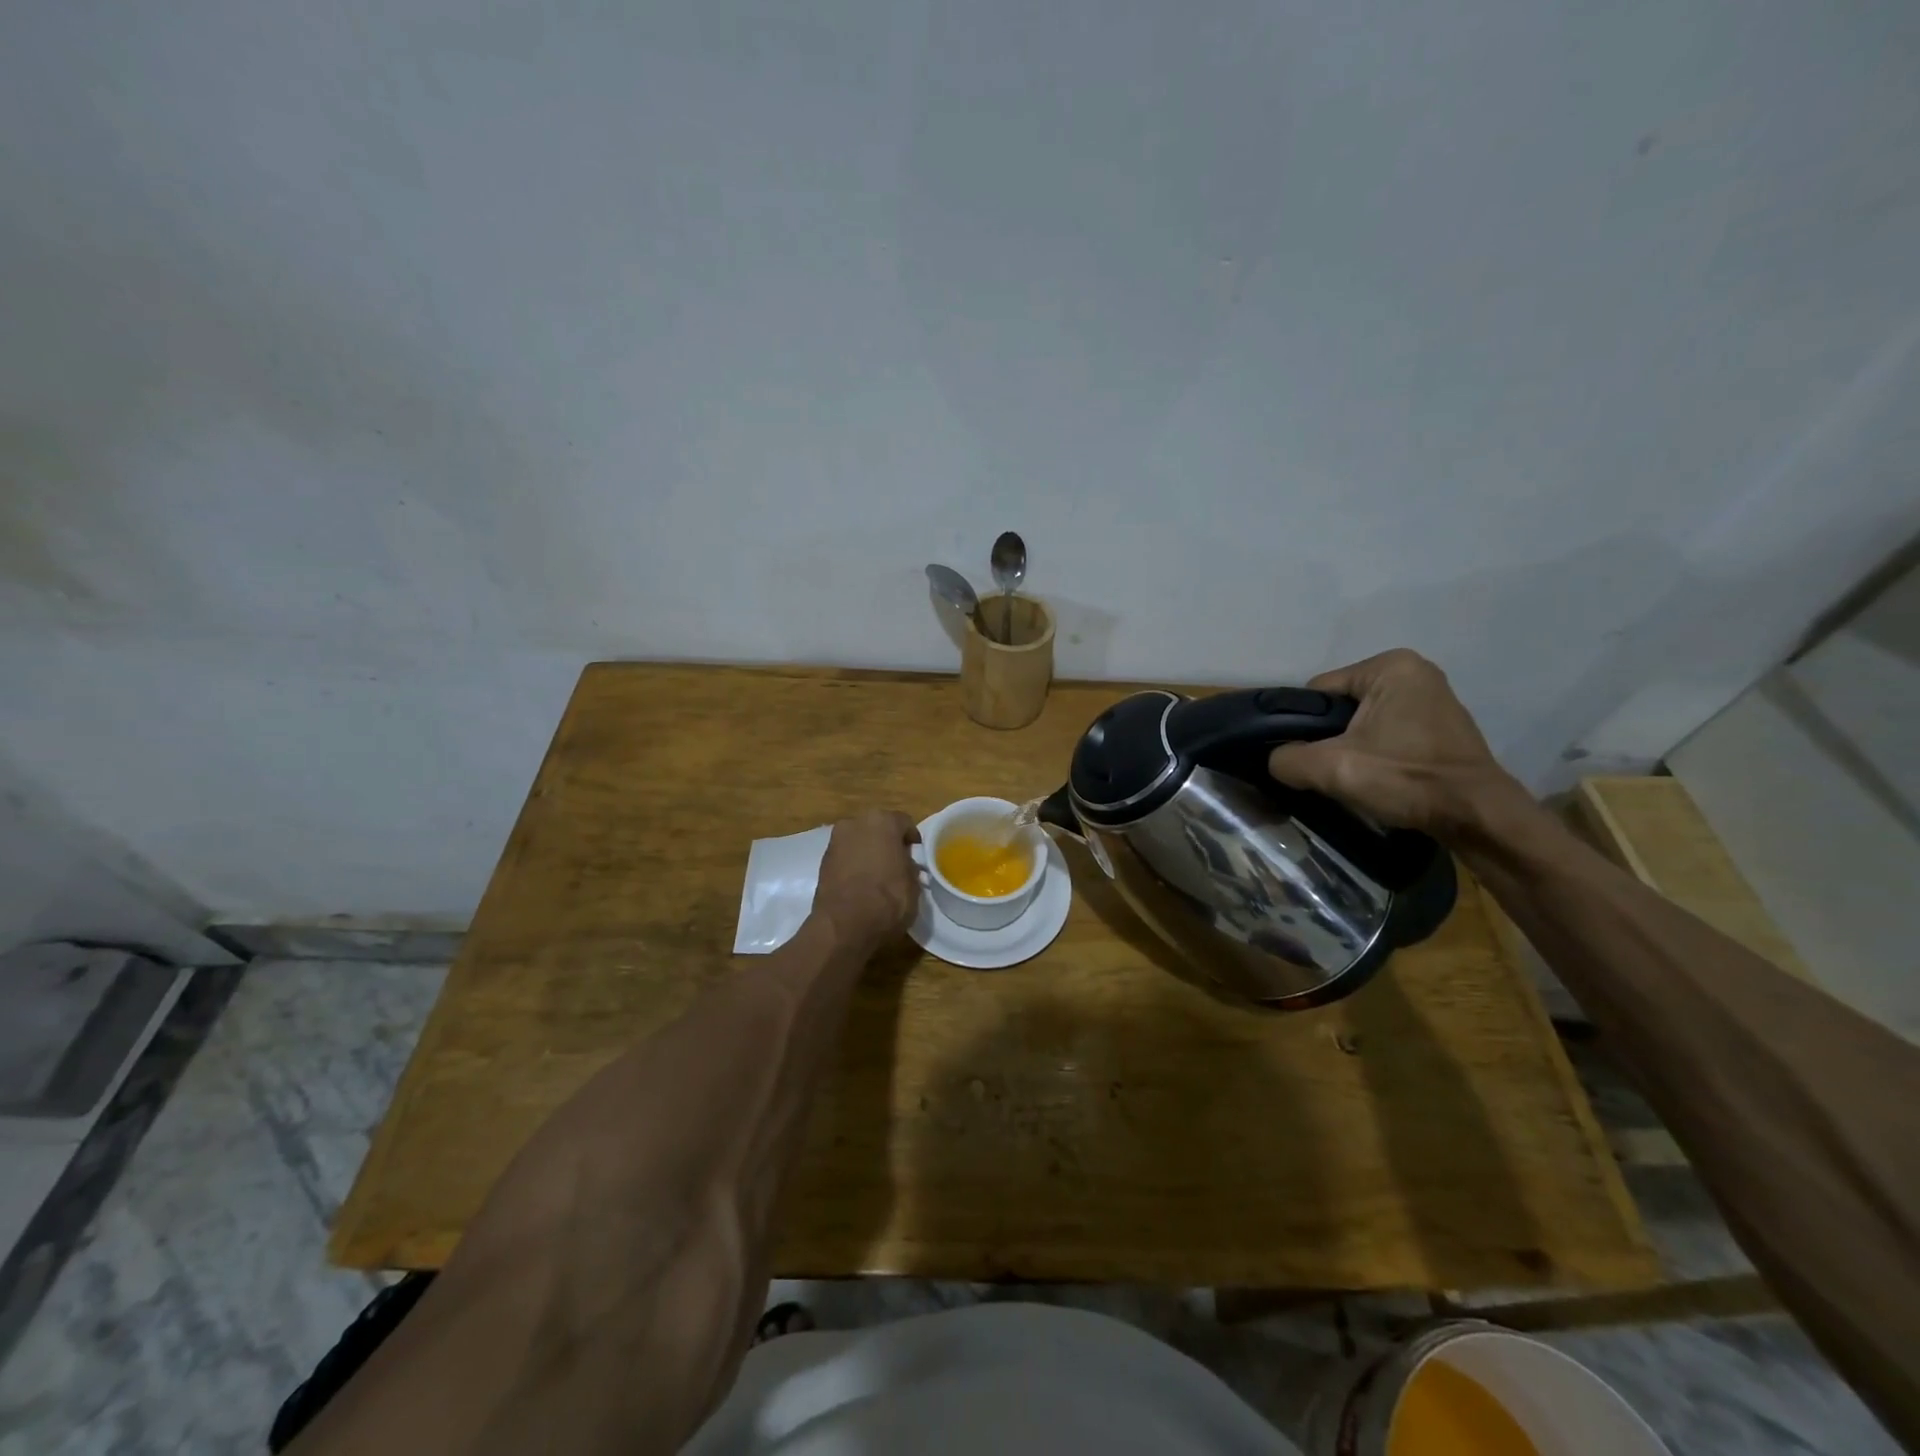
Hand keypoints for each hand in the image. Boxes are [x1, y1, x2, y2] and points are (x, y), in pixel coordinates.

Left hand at [812, 810, 921, 948]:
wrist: (843, 926)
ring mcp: (836, 841)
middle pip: (878, 828)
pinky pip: (845, 856)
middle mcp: (856, 823)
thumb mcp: (913, 885)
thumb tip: (905, 864)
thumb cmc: (887, 900)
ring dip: (868, 852)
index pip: (903, 823)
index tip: (917, 854)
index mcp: (882, 821)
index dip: (912, 839)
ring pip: (859, 841)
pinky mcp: (822, 861)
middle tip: (897, 862)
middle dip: (887, 842)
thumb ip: (910, 866)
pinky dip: (853, 864)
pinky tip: (861, 883)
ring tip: (878, 874)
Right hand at [1266, 649, 1531, 840]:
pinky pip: (1386, 733)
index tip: (1304, 757)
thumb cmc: (1407, 779)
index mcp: (1389, 667)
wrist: (1478, 817)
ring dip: (1351, 748)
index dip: (1302, 726)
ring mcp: (1431, 698)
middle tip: (1329, 770)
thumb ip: (1287, 758)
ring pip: (1362, 723)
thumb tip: (1275, 760)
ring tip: (1352, 777)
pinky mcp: (1440, 726)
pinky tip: (1377, 777)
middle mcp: (1413, 672)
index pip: (1317, 693)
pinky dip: (1375, 753)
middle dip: (1329, 738)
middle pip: (1339, 707)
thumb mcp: (1332, 768)